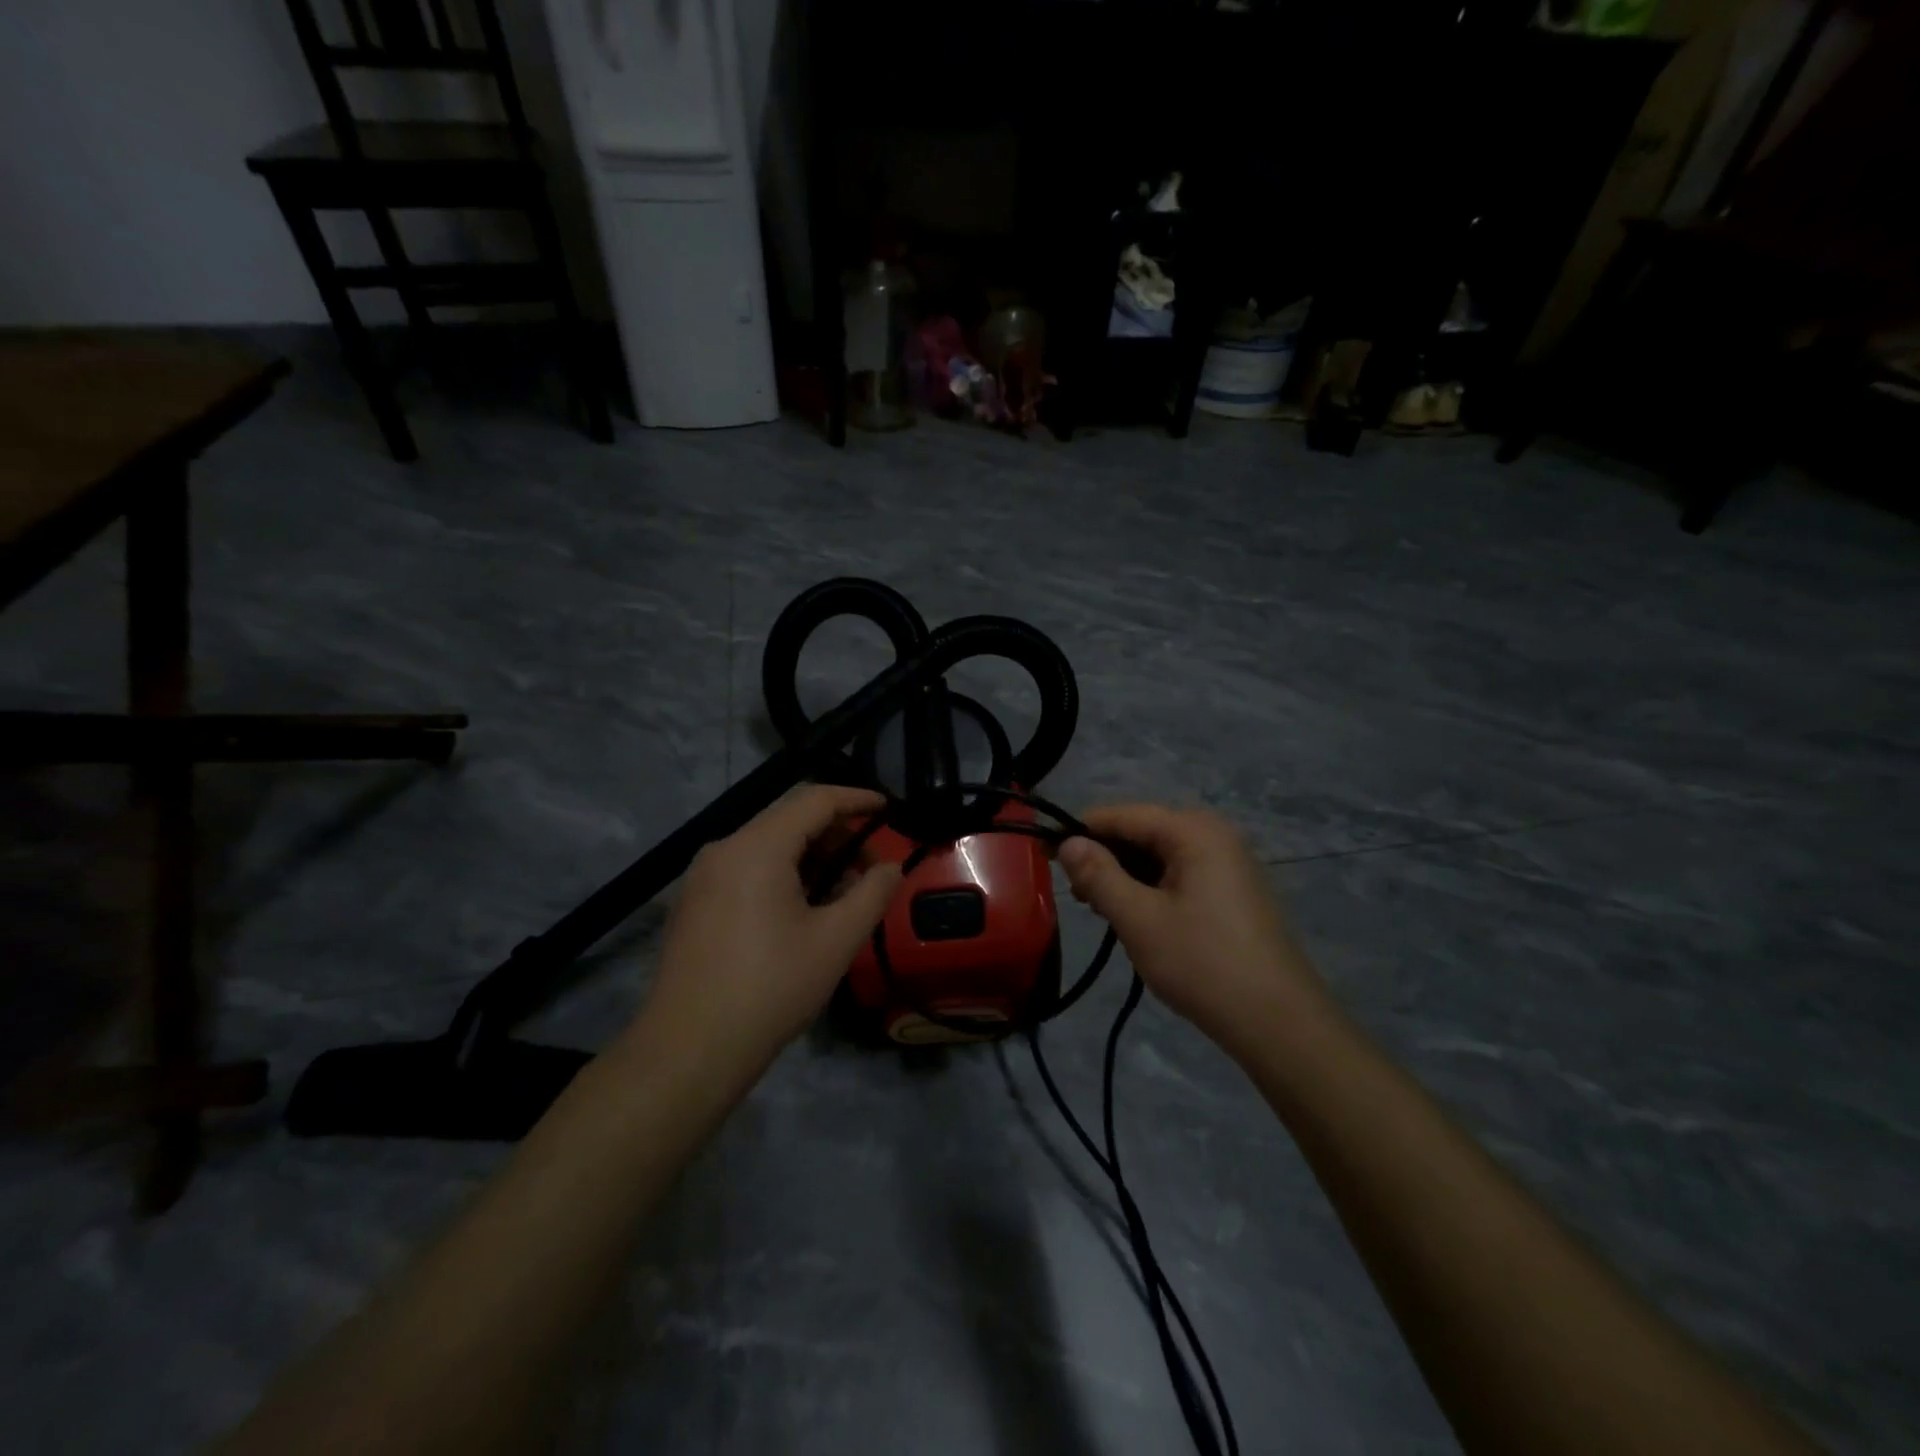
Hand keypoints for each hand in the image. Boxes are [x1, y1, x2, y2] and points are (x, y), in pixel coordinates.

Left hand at [631, 786, 901, 1078]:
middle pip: (789, 820)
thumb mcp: (836, 941)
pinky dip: (782, 873)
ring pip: (767, 845)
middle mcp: (724, 849)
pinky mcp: (694, 903)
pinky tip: (802, 910)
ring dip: (811, 857)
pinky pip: (747, 868)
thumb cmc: (771, 989)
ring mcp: (702, 876)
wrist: (688, 1050)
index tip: (888, 808)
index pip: (815, 800)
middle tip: (871, 866)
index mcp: (757, 848)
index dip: (856, 799)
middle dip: (836, 835)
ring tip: (842, 893)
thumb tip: (890, 867)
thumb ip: (872, 893)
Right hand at [1058, 805, 1331, 1054]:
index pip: (1121, 815)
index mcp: (1193, 830)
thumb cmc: (1202, 964)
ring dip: (1126, 876)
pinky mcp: (1233, 889)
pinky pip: (1180, 873)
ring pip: (1159, 855)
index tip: (1045, 857)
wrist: (1278, 1022)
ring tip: (1102, 912)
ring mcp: (1229, 861)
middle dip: (1104, 858)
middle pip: (1142, 831)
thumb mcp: (1139, 919)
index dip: (1079, 832)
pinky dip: (1152, 888)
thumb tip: (1067, 843)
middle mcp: (1214, 834)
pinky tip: (1137, 918)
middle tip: (1076, 897)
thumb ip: (1098, 875)